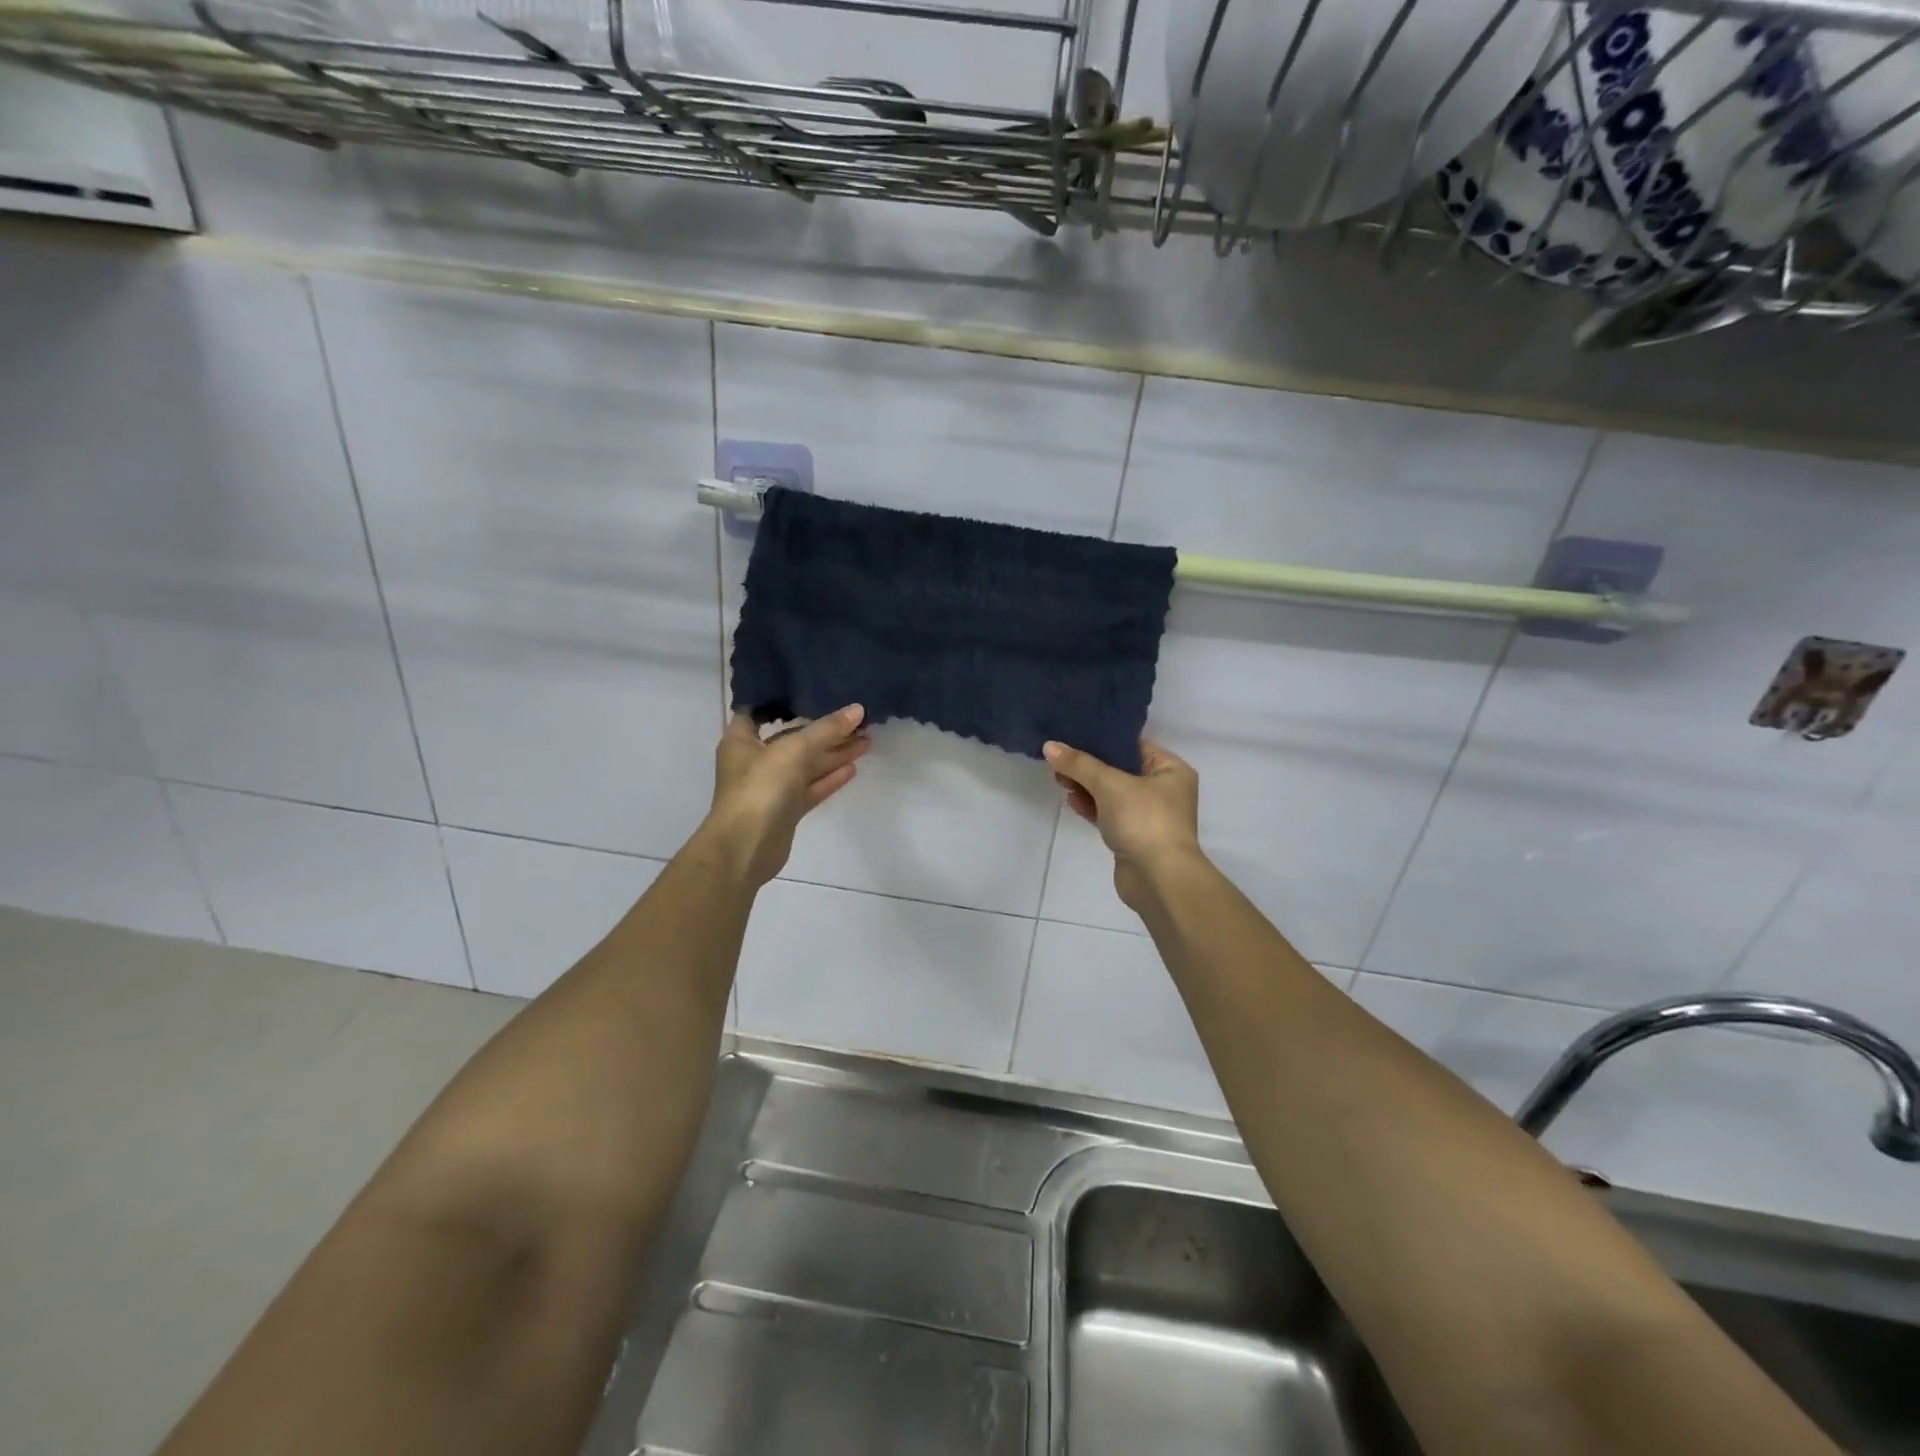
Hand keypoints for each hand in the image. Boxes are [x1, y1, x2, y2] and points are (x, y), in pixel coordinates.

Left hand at [699, 706, 870, 888]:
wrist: (746, 847)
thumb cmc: (760, 787)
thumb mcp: (794, 749)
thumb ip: (827, 729)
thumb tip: (858, 709)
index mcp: (742, 740)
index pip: (759, 711)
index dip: (782, 701)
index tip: (809, 688)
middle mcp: (755, 760)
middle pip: (792, 739)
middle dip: (824, 730)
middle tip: (857, 719)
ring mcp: (771, 787)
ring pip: (806, 765)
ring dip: (834, 753)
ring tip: (866, 740)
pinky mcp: (786, 809)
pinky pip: (812, 787)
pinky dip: (830, 778)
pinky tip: (853, 767)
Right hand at [1043, 738, 1202, 911]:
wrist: (1158, 878)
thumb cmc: (1144, 819)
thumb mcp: (1109, 784)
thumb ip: (1078, 764)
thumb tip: (1049, 746)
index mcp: (1171, 770)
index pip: (1133, 745)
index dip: (1102, 740)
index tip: (1072, 734)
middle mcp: (1164, 790)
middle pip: (1120, 769)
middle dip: (1089, 766)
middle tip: (1059, 759)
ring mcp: (1149, 816)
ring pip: (1112, 793)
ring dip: (1087, 786)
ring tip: (1058, 778)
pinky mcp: (1134, 837)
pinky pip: (1109, 814)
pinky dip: (1091, 807)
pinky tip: (1070, 800)